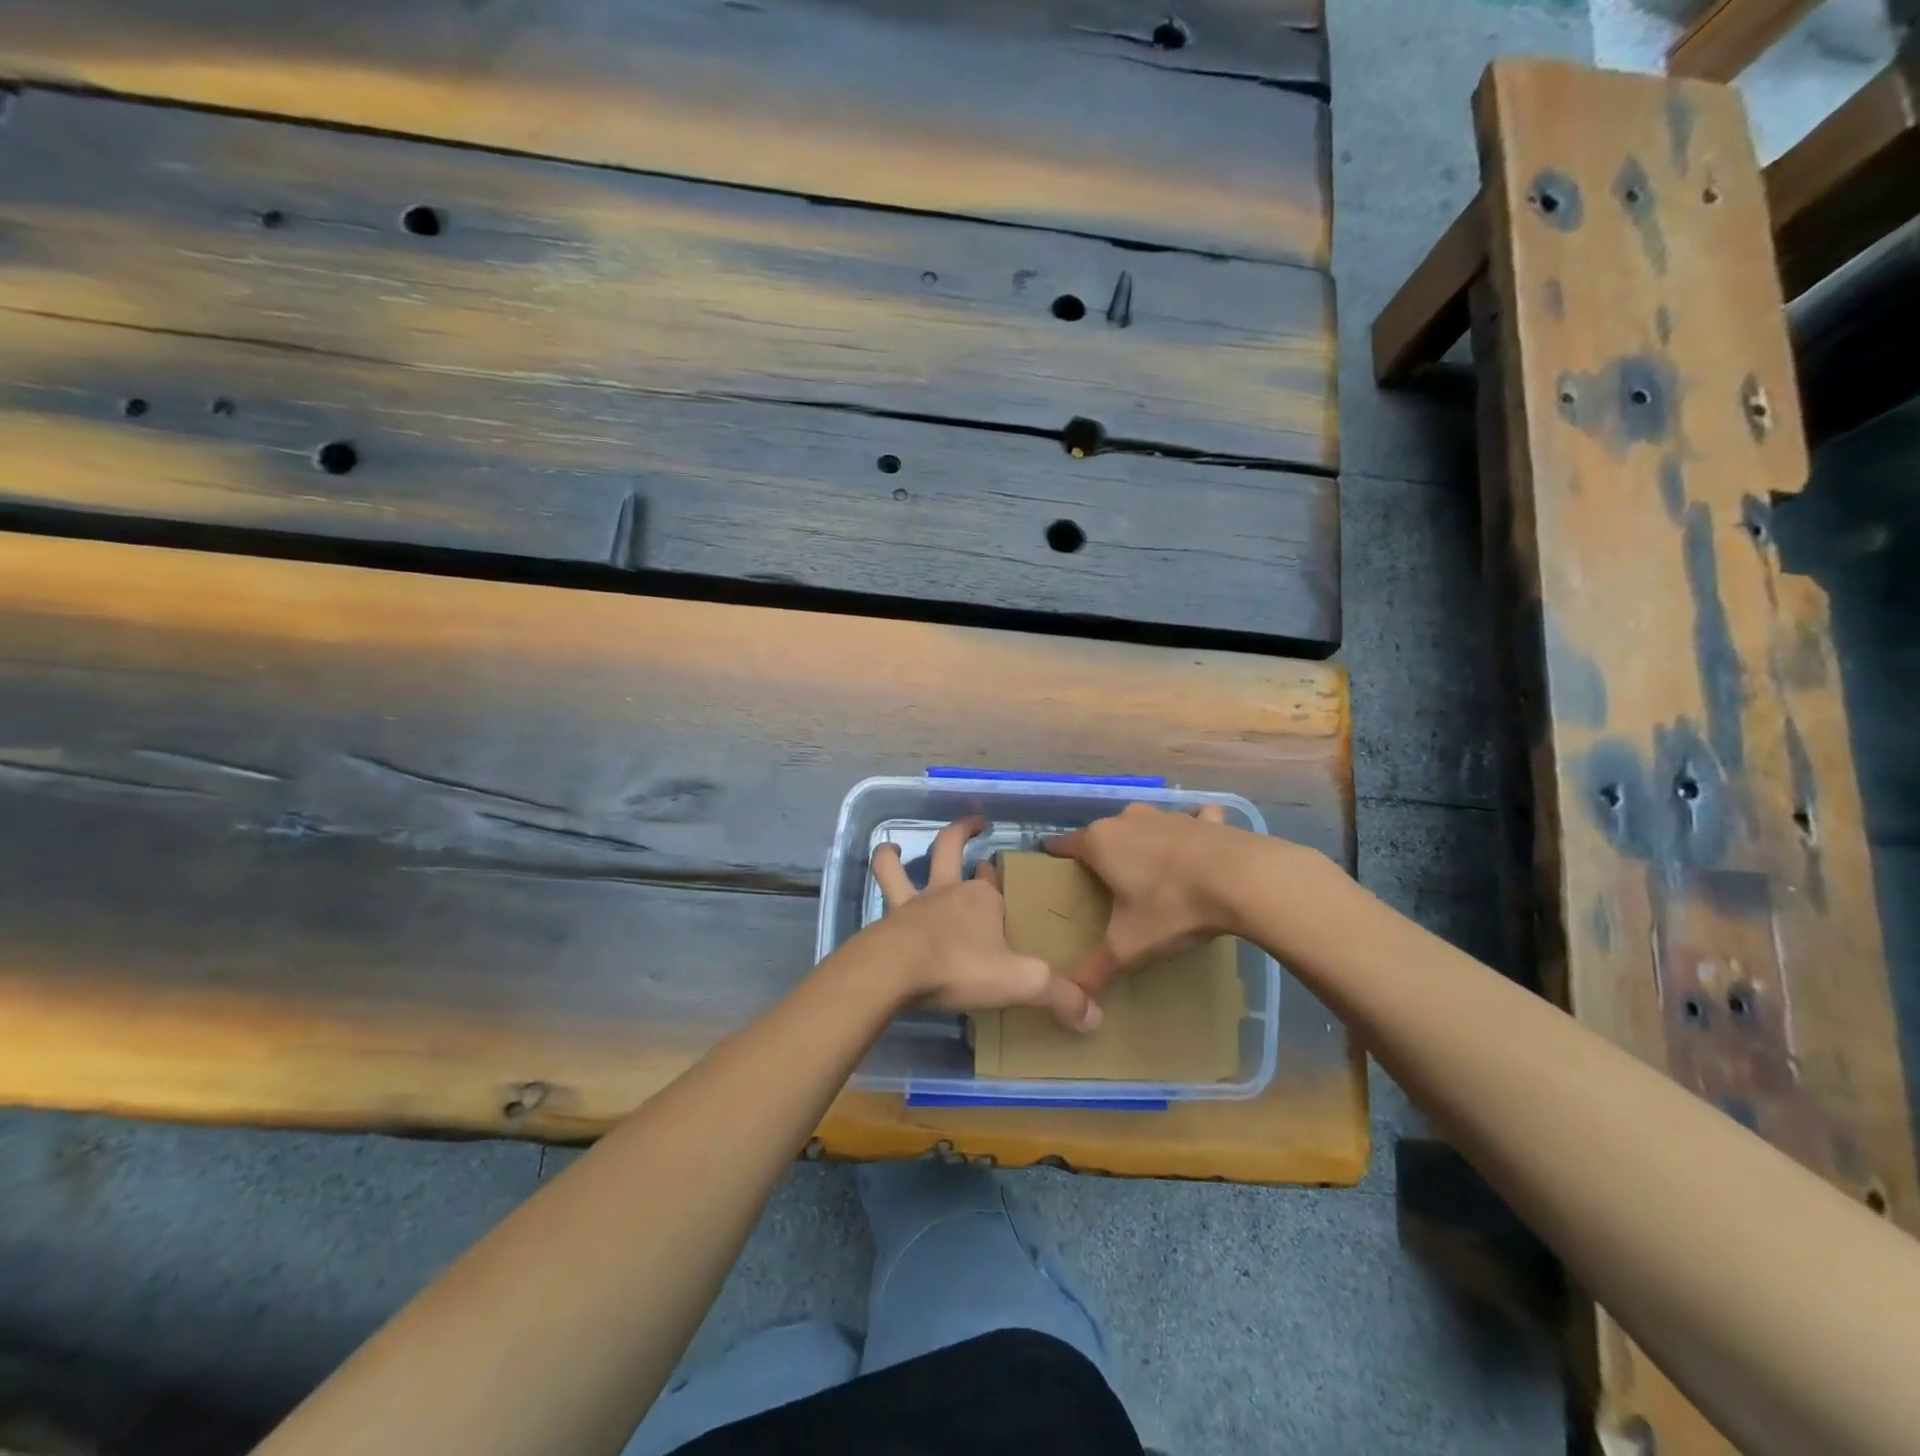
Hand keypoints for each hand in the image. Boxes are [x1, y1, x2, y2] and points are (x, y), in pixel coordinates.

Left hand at [870, 817, 1100, 1031]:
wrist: (896, 970)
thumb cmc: (961, 966)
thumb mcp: (1021, 982)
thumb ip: (1060, 996)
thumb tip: (1096, 1018)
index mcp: (982, 899)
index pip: (995, 882)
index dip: (1000, 879)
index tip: (1004, 878)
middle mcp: (947, 892)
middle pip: (951, 850)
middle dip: (963, 832)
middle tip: (976, 823)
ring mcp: (913, 904)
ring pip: (899, 868)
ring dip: (894, 856)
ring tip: (891, 847)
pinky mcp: (887, 921)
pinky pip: (882, 895)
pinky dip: (880, 885)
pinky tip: (880, 899)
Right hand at [1044, 803, 1251, 1000]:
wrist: (1243, 879)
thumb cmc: (1172, 907)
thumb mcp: (1129, 946)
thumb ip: (1096, 970)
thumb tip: (1074, 1003)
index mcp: (1101, 843)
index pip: (1065, 845)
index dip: (1056, 858)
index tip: (1054, 872)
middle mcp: (1128, 820)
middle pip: (1104, 835)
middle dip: (1101, 854)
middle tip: (1105, 885)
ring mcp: (1168, 815)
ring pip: (1144, 826)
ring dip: (1143, 843)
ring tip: (1150, 872)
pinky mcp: (1205, 820)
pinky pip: (1192, 821)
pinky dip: (1192, 831)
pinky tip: (1200, 849)